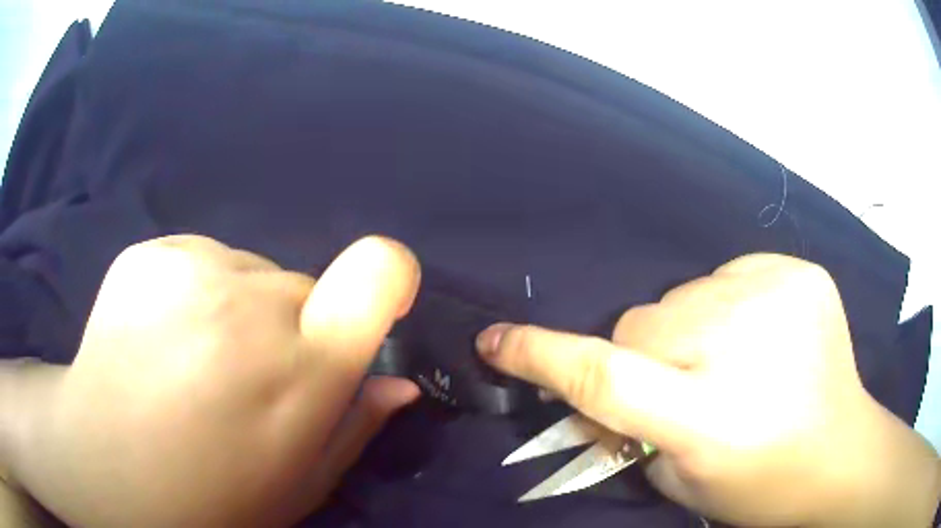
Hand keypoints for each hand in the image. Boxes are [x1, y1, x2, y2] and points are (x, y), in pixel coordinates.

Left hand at [5, 235, 420, 526]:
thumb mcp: (297, 484)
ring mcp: (191, 267)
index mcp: (300, 368)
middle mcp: (250, 302)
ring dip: (236, 308)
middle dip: (288, 327)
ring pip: (247, 273)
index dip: (389, 275)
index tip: (374, 301)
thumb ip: (355, 427)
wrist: (103, 464)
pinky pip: (198, 260)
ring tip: (191, 359)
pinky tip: (159, 336)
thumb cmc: (210, 495)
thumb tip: (401, 383)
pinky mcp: (149, 253)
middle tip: (243, 376)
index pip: (377, 271)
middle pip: (300, 288)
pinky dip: (192, 293)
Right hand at [477, 254, 939, 527]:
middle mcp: (742, 349)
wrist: (841, 453)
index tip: (494, 340)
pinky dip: (728, 304)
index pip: (604, 375)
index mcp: (710, 418)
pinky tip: (762, 334)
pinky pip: (729, 274)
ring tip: (730, 361)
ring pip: (681, 294)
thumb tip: (586, 393)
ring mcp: (777, 299)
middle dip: (639, 354)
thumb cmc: (761, 486)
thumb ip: (629, 432)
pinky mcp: (799, 273)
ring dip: (686, 329)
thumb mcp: (682, 480)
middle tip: (679, 384)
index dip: (540, 355)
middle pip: (641, 322)